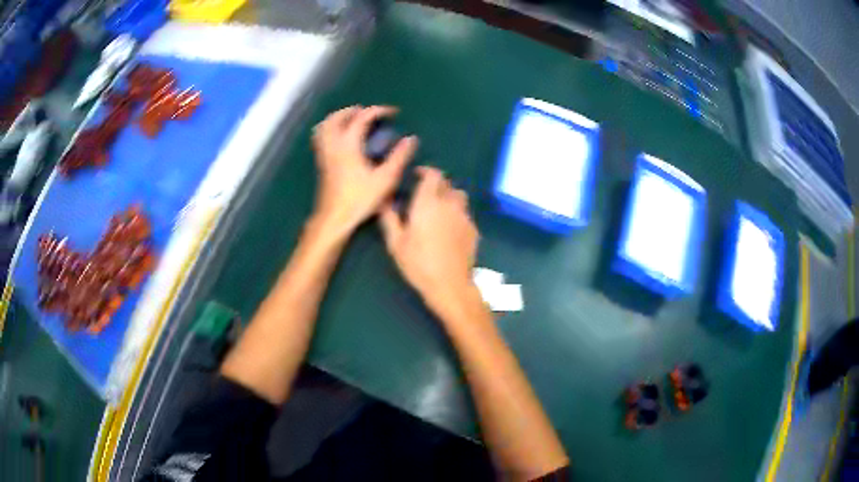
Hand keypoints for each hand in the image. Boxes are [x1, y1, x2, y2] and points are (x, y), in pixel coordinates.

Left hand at [312, 105, 417, 237]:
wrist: (334, 219)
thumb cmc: (360, 199)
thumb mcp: (385, 179)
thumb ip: (399, 157)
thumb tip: (411, 139)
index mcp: (349, 144)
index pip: (362, 117)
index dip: (378, 111)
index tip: (393, 113)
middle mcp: (333, 144)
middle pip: (337, 117)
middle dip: (354, 110)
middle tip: (369, 114)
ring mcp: (324, 154)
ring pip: (325, 126)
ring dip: (339, 118)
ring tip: (353, 121)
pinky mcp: (321, 164)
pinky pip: (322, 137)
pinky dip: (331, 130)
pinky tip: (342, 139)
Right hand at [379, 167, 478, 309]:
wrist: (450, 284)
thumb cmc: (418, 263)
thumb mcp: (396, 243)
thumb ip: (389, 218)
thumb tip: (384, 202)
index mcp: (428, 202)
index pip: (433, 175)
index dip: (426, 171)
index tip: (417, 175)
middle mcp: (449, 204)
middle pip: (447, 184)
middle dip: (437, 184)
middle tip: (425, 194)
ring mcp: (464, 216)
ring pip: (460, 196)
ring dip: (450, 197)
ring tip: (440, 209)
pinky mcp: (473, 229)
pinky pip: (465, 213)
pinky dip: (457, 213)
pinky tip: (450, 228)